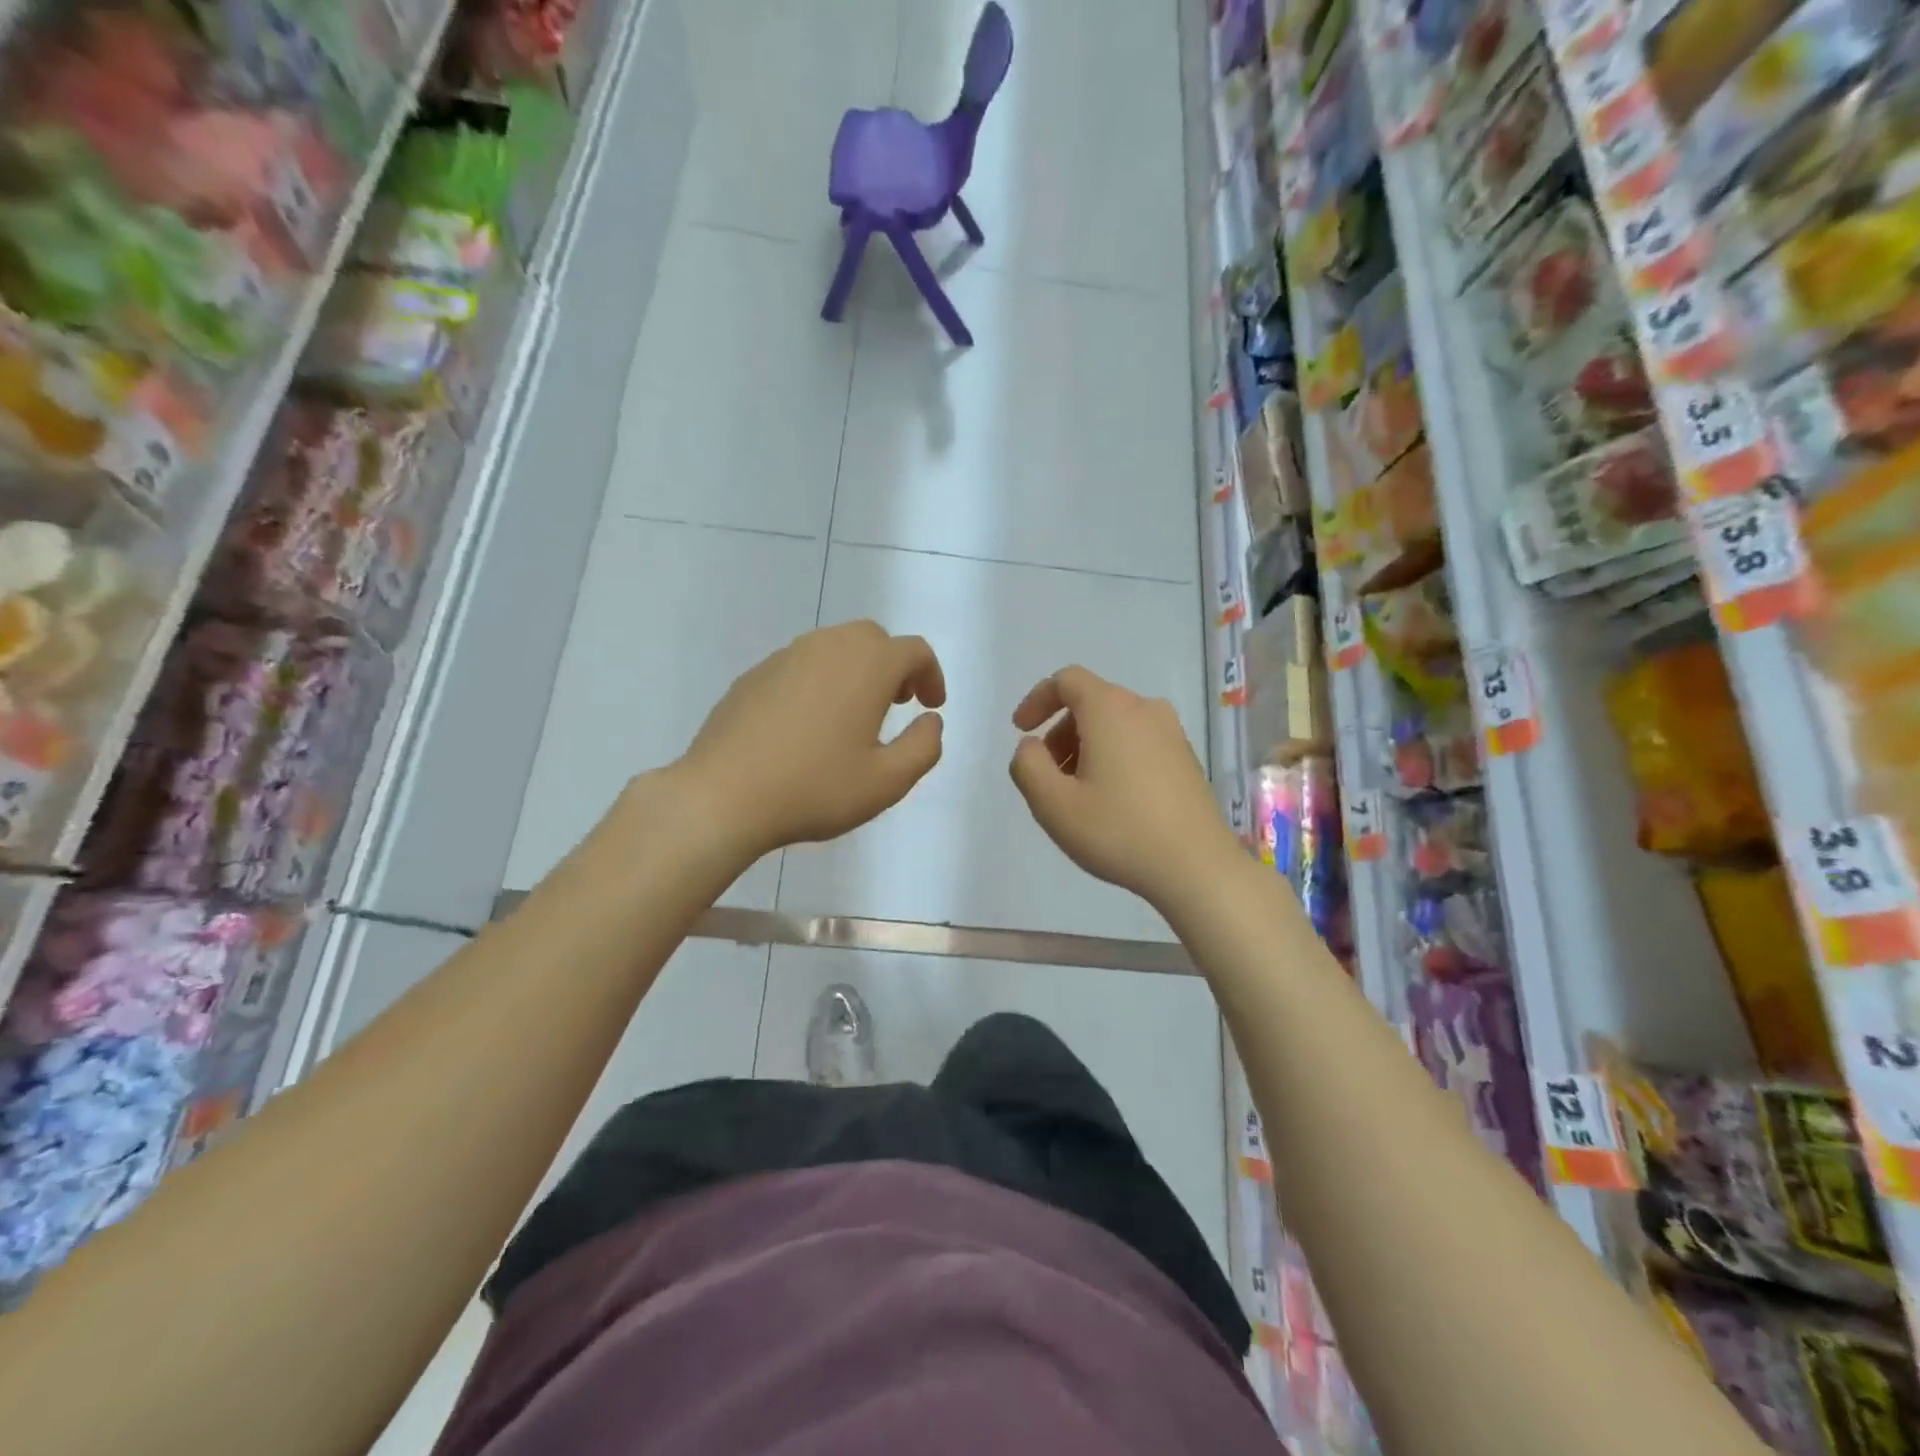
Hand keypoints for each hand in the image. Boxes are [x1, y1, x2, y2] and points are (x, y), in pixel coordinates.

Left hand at [678, 621, 945, 856]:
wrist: (723, 796)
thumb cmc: (815, 789)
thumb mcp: (887, 782)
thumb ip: (923, 747)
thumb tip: (931, 721)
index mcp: (867, 666)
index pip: (914, 651)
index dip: (931, 675)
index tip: (930, 707)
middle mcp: (828, 647)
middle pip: (874, 639)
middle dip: (894, 666)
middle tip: (897, 704)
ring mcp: (785, 657)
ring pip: (834, 647)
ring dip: (856, 670)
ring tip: (855, 714)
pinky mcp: (754, 675)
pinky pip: (801, 665)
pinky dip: (820, 681)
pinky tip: (809, 724)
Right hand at [1008, 665, 1240, 909]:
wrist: (1197, 867)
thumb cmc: (1119, 830)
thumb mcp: (1053, 804)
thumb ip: (1028, 766)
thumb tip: (1030, 746)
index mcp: (1111, 709)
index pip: (1067, 680)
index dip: (1037, 700)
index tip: (1021, 731)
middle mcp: (1145, 709)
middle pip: (1091, 702)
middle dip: (1060, 732)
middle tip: (1048, 775)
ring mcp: (1172, 733)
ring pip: (1115, 724)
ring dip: (1086, 747)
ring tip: (1077, 794)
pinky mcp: (1186, 759)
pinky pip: (1138, 742)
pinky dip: (1114, 757)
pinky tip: (1112, 801)